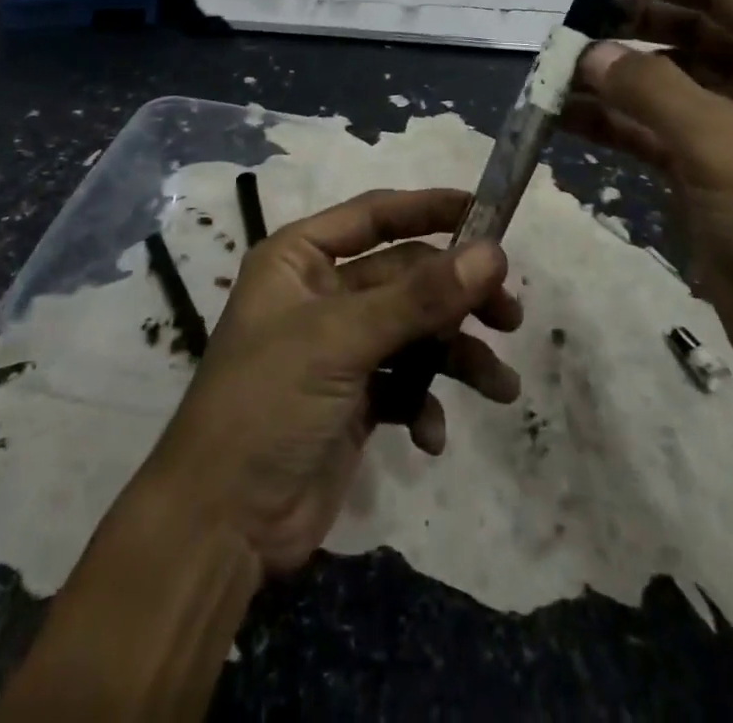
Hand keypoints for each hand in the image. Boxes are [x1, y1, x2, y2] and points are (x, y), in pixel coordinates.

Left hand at [132, 188, 522, 575]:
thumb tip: (493, 253)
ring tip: (500, 386)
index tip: (487, 213)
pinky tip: (428, 435)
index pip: (375, 215)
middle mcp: (321, 293)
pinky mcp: (354, 399)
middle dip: (457, 297)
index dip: (430, 209)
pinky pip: (405, 383)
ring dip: (457, 356)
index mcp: (300, 258)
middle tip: (510, 314)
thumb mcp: (342, 339)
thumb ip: (420, 296)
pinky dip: (424, 404)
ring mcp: (339, 348)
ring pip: (414, 332)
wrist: (222, 524)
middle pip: (406, 277)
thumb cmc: (269, 402)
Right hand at [565, 0, 732, 408]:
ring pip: (668, 84)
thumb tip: (588, 53)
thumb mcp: (726, 148)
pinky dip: (615, 123)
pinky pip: (656, 131)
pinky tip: (567, 117)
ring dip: (615, 77)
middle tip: (570, 24)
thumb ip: (651, 91)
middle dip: (631, 25)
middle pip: (692, 32)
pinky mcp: (714, 175)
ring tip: (556, 72)